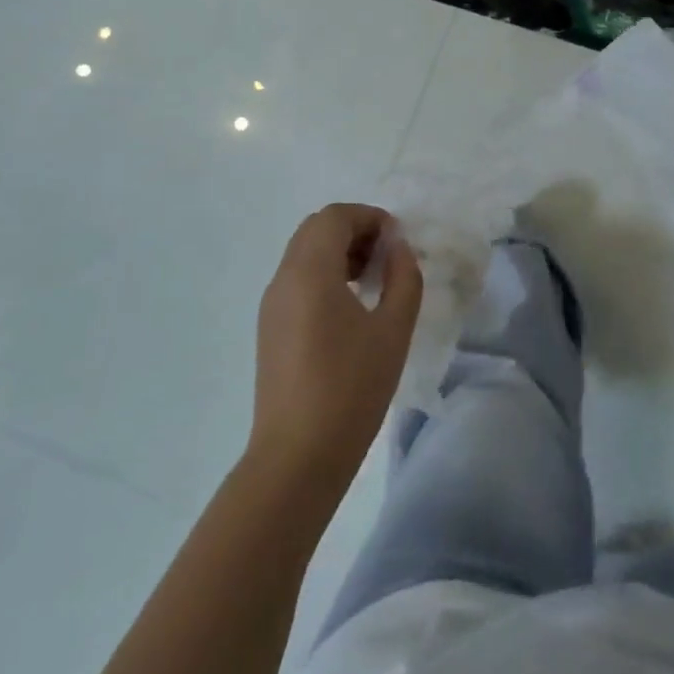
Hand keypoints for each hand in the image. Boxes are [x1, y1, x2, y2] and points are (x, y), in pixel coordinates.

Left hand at [249, 203, 422, 490]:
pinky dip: (325, 276)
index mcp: (309, 272)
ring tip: (375, 282)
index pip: (334, 217)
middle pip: (316, 229)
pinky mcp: (270, 329)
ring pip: (304, 254)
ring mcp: (271, 305)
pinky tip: (352, 309)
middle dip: (355, 231)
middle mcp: (283, 279)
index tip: (398, 242)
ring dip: (340, 253)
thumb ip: (403, 278)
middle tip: (388, 258)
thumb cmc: (351, 388)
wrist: (297, 457)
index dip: (370, 217)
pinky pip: (298, 281)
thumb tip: (398, 248)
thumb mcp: (393, 330)